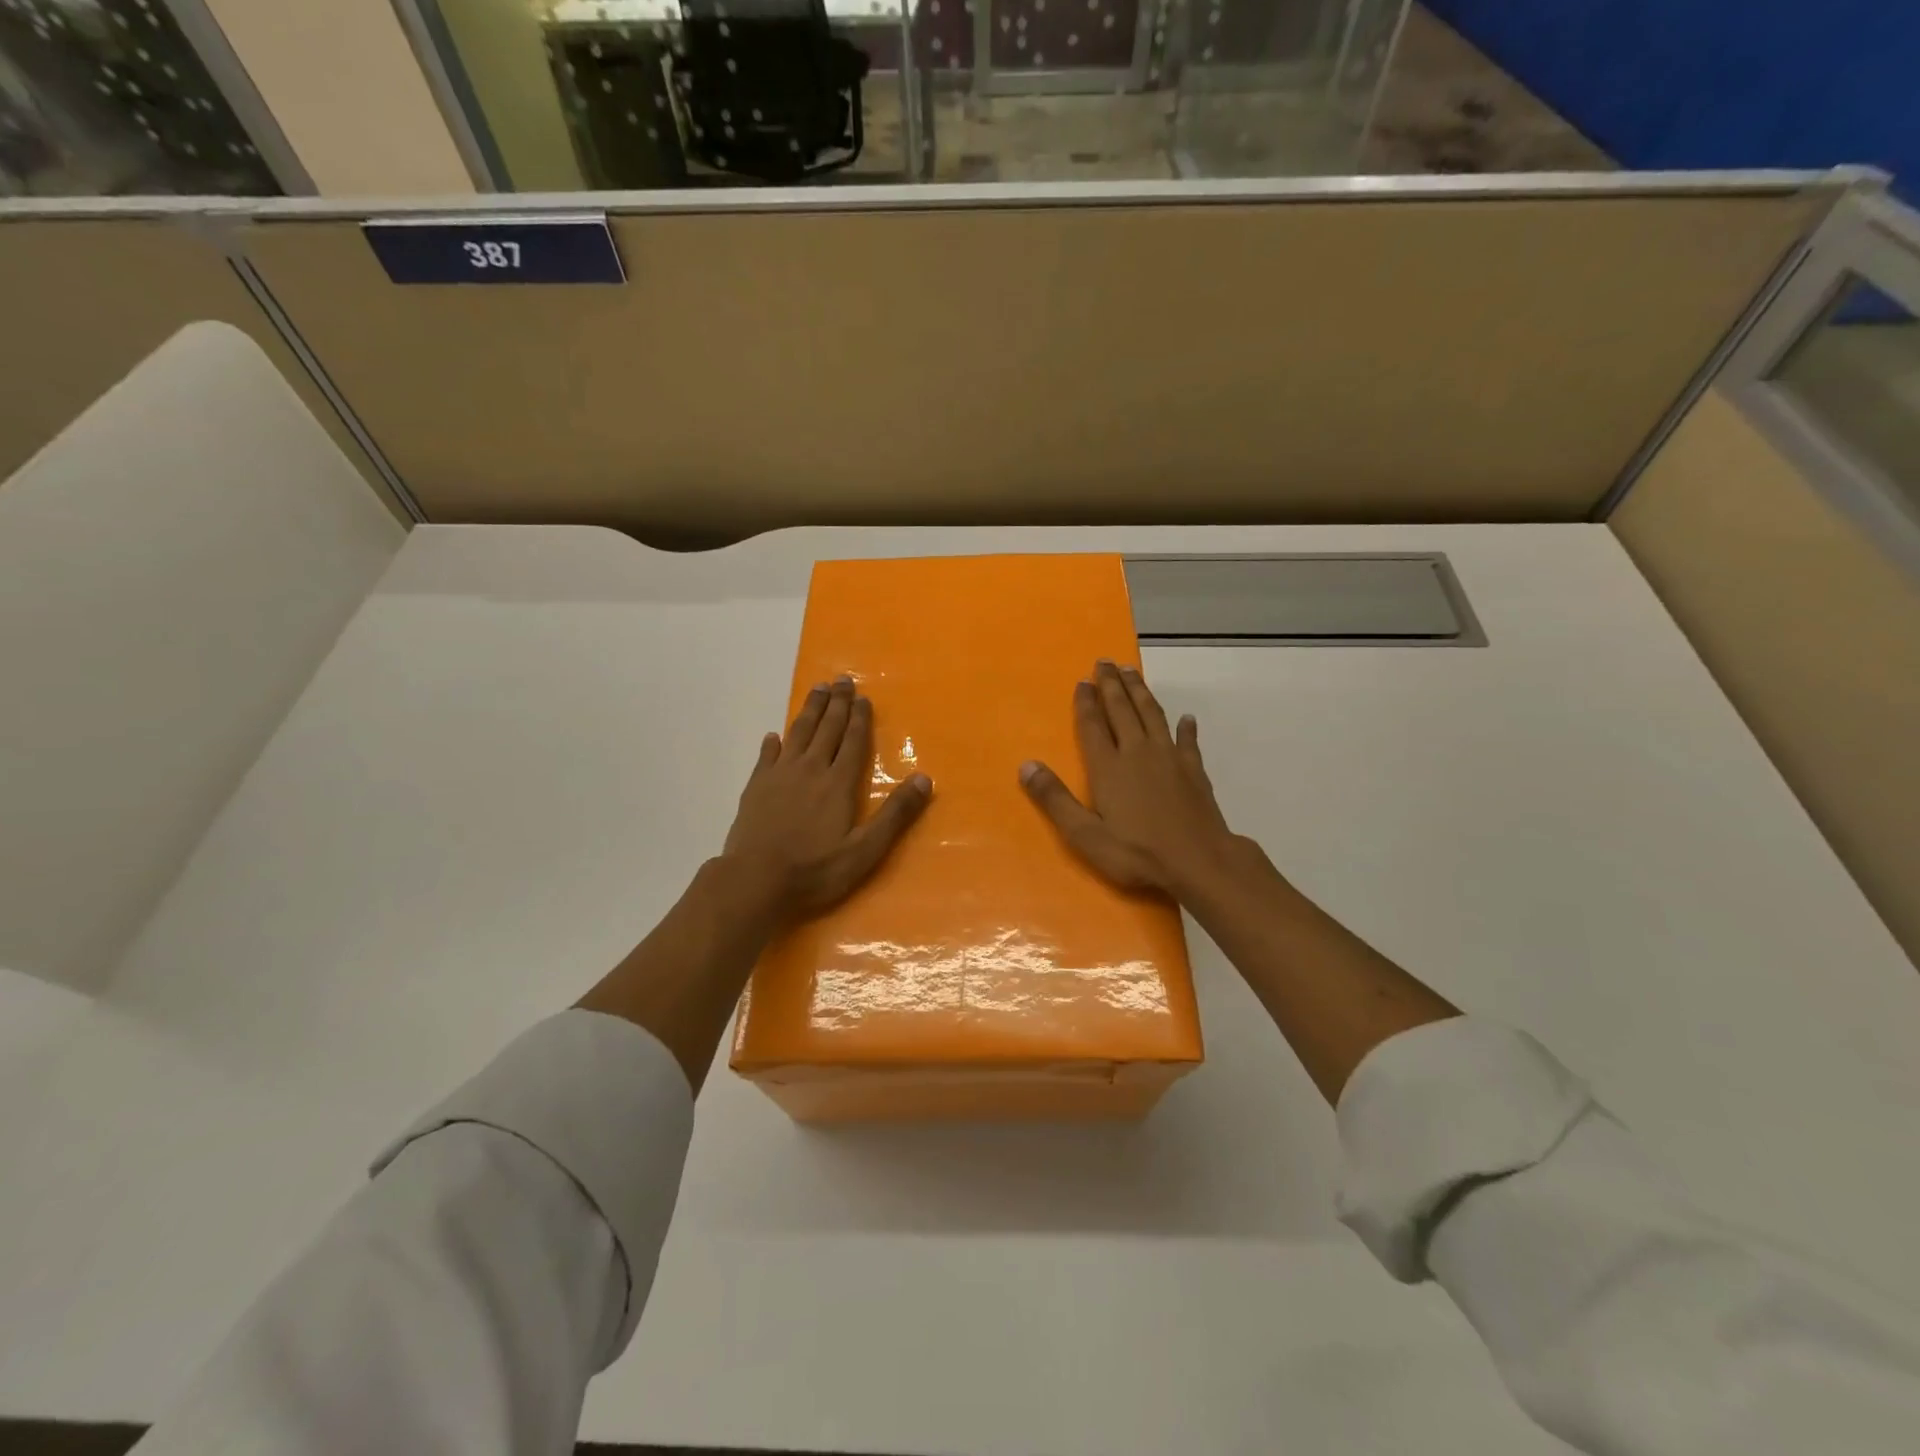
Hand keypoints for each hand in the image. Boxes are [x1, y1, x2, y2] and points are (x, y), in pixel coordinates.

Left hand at [722, 675, 931, 920]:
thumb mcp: (865, 850)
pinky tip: (774, 736)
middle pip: (826, 729)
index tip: (863, 697)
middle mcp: (810, 770)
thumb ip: (895, 814)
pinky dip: (773, 743)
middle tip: (842, 679)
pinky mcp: (755, 787)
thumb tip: (925, 779)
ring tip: (817, 690)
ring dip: (809, 711)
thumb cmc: (815, 870)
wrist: (755, 881)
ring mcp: (779, 776)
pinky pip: (766, 756)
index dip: (859, 718)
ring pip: (798, 734)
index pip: (852, 742)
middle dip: (837, 704)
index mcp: (838, 783)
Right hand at [1019, 660, 1244, 899]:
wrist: (1200, 862)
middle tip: (1105, 661)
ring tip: (1132, 671)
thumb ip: (1055, 799)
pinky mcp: (1194, 770)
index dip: (1086, 702)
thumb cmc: (1138, 853)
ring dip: (1141, 692)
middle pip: (1122, 710)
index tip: (1082, 680)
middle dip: (1112, 685)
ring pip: (1152, 715)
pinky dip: (1185, 727)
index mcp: (1109, 767)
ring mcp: (1170, 758)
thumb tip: (1026, 765)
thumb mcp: (1086, 835)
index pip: (1093, 726)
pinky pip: (1187, 741)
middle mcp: (1138, 752)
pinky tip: (1186, 718)